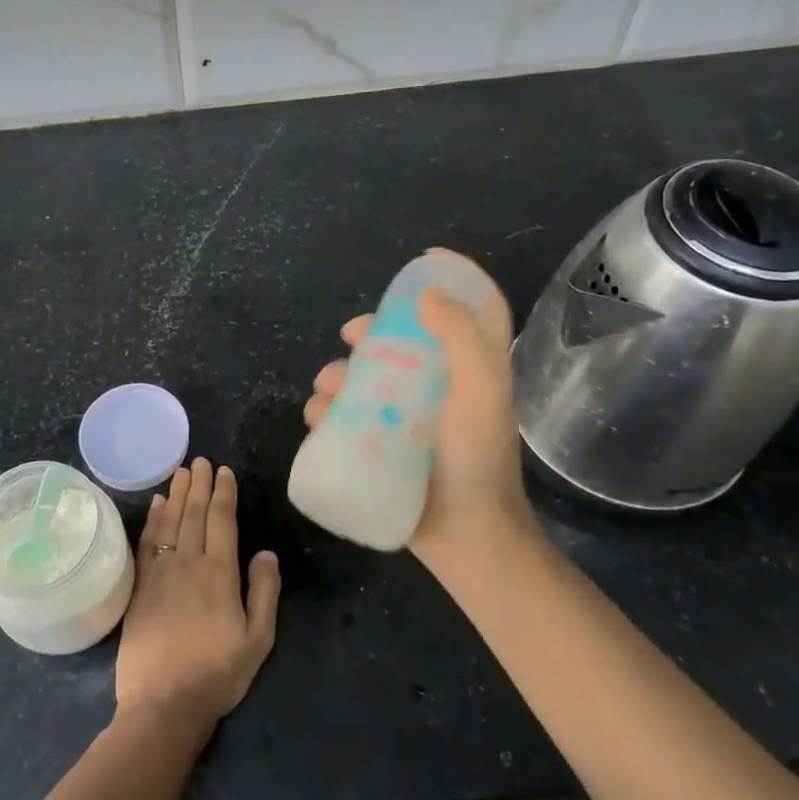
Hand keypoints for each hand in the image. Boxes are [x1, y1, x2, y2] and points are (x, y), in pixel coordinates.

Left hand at [116, 459, 280, 737]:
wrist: (162, 705)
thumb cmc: (217, 675)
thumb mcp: (257, 641)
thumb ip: (263, 593)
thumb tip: (265, 552)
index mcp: (219, 574)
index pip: (221, 521)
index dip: (223, 494)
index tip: (224, 472)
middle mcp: (187, 563)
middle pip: (193, 513)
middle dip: (199, 484)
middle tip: (201, 460)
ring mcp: (159, 573)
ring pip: (168, 522)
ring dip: (175, 494)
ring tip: (180, 471)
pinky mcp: (139, 586)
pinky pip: (147, 542)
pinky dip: (152, 519)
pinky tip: (156, 505)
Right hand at [302, 251, 535, 572]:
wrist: (465, 537)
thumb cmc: (476, 460)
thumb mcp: (480, 392)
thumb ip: (462, 338)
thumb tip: (427, 296)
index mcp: (469, 369)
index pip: (471, 310)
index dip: (454, 279)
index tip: (422, 261)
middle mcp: (438, 388)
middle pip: (402, 342)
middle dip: (371, 332)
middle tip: (351, 335)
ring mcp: (406, 419)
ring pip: (364, 379)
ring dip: (338, 374)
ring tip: (326, 389)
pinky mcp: (380, 447)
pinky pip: (345, 418)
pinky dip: (325, 411)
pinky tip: (318, 418)